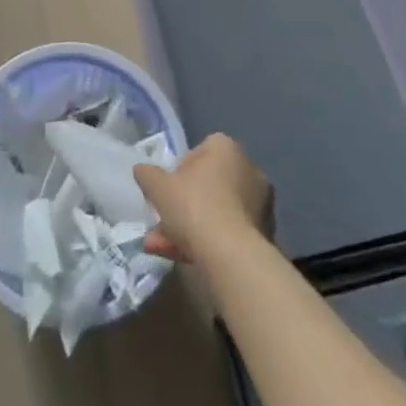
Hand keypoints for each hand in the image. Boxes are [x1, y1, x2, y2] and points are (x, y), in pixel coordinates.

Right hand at [135, 134, 274, 263]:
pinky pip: (228, 232)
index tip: (166, 194)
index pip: (198, 152)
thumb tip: (141, 169)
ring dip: (189, 228)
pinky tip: (183, 258)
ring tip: (162, 249)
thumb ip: (148, 175)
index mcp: (225, 147)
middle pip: (207, 186)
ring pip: (215, 212)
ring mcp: (259, 203)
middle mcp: (247, 168)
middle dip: (181, 207)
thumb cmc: (195, 207)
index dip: (178, 174)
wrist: (232, 257)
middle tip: (160, 225)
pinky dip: (208, 243)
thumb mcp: (159, 188)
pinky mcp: (264, 234)